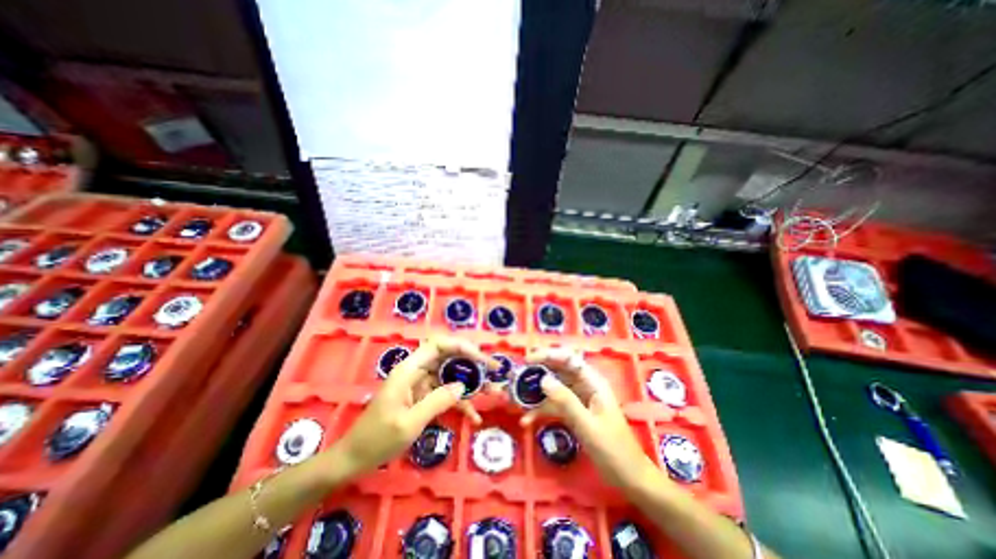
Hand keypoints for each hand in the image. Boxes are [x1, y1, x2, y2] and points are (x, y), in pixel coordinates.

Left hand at [332, 335, 496, 474]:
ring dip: (471, 383)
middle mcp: (417, 371)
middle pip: (448, 357)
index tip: (481, 358)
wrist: (354, 459)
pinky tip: (474, 417)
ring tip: (493, 392)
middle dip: (472, 362)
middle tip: (493, 371)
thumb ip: (437, 401)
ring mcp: (421, 385)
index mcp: (409, 369)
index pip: (438, 344)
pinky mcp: (423, 397)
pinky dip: (460, 403)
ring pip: (451, 375)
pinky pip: (446, 394)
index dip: (461, 346)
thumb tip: (463, 386)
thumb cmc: (377, 440)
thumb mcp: (409, 423)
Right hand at [518, 348, 663, 491]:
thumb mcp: (587, 426)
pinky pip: (554, 405)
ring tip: (516, 397)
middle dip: (538, 371)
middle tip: (517, 376)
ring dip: (536, 392)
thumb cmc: (613, 450)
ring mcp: (579, 399)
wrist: (629, 478)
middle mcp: (585, 386)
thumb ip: (566, 401)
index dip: (548, 355)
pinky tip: (527, 420)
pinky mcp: (574, 413)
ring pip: (554, 388)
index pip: (569, 359)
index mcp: (593, 382)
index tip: (528, 359)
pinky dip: (541, 410)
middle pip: (559, 370)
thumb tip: (543, 380)